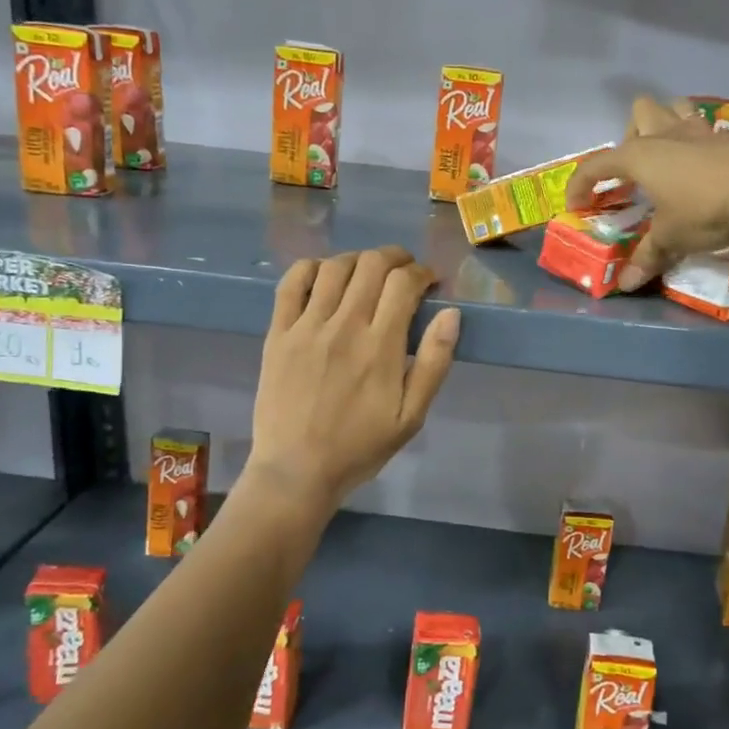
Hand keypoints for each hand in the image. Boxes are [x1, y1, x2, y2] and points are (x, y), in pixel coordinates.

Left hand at [246, 246, 459, 511]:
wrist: (296, 470)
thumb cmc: (360, 447)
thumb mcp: (412, 416)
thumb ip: (435, 363)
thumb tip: (451, 314)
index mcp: (381, 346)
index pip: (404, 283)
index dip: (422, 273)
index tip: (429, 282)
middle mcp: (344, 325)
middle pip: (372, 264)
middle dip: (396, 258)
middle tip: (404, 271)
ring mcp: (306, 326)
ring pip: (335, 266)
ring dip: (358, 259)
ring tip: (368, 272)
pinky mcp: (278, 333)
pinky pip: (291, 282)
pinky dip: (312, 267)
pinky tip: (324, 275)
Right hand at [567, 96, 728, 291]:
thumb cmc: (704, 209)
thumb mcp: (671, 238)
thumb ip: (647, 257)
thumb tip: (626, 285)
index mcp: (639, 156)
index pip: (597, 164)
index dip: (581, 184)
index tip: (575, 205)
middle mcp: (664, 135)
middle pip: (639, 113)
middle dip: (630, 136)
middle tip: (634, 172)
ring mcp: (698, 132)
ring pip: (674, 108)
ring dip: (664, 125)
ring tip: (665, 157)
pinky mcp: (727, 138)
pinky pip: (702, 128)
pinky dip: (694, 141)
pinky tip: (700, 167)